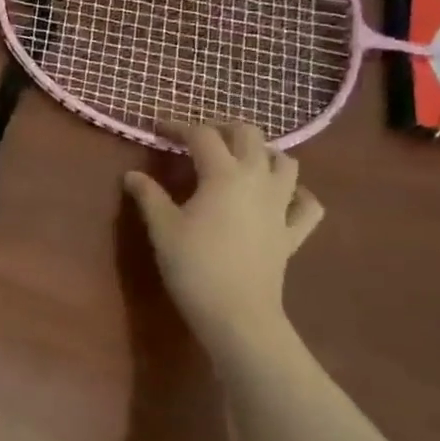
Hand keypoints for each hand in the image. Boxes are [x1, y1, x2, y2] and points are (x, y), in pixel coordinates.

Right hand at [123, 123, 323, 348]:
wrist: (236, 313)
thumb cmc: (194, 266)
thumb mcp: (162, 228)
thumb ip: (148, 195)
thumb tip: (132, 175)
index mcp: (224, 174)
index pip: (202, 135)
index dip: (178, 127)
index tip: (158, 130)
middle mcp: (258, 179)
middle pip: (249, 135)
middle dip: (223, 129)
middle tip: (199, 139)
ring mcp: (281, 206)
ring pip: (286, 162)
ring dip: (263, 153)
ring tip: (241, 160)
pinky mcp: (293, 233)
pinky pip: (307, 204)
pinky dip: (297, 194)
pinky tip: (283, 197)